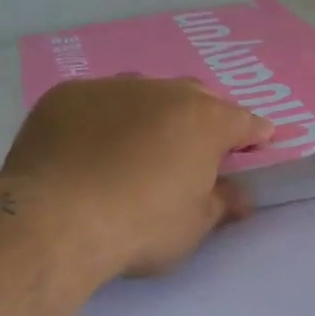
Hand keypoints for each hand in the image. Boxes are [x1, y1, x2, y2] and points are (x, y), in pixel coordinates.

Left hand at [0, 77, 271, 277]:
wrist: (55, 221)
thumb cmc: (141, 227)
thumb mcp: (193, 226)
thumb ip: (221, 203)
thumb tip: (240, 196)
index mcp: (204, 121)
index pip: (243, 121)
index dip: (254, 134)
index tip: (259, 142)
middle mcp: (162, 92)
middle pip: (195, 97)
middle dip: (203, 117)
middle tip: (197, 147)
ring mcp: (111, 88)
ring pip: (144, 93)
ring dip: (152, 113)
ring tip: (142, 143)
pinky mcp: (66, 96)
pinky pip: (98, 102)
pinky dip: (105, 120)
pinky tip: (91, 147)